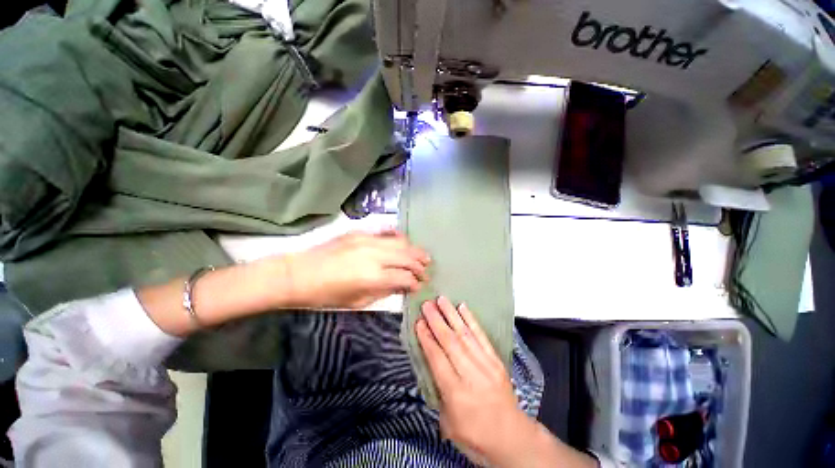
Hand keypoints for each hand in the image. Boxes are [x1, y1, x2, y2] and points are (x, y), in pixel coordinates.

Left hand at [281, 229, 429, 308]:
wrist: (299, 274)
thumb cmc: (326, 295)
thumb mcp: (357, 301)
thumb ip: (384, 292)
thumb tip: (402, 286)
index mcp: (373, 277)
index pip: (404, 277)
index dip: (415, 282)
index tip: (419, 286)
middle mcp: (374, 255)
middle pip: (407, 257)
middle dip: (420, 265)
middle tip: (426, 271)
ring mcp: (367, 240)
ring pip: (401, 242)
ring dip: (414, 250)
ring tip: (423, 256)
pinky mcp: (360, 232)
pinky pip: (386, 232)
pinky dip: (398, 237)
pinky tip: (404, 241)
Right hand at [416, 297, 597, 467]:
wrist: (513, 438)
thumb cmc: (475, 436)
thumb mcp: (449, 423)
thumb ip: (439, 392)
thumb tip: (430, 364)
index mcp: (456, 394)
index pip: (437, 359)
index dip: (427, 338)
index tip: (418, 322)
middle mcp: (472, 375)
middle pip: (451, 343)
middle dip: (436, 321)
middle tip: (426, 304)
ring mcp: (487, 365)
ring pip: (465, 335)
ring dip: (452, 315)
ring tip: (441, 300)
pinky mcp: (496, 360)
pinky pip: (482, 336)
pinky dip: (472, 320)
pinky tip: (463, 308)